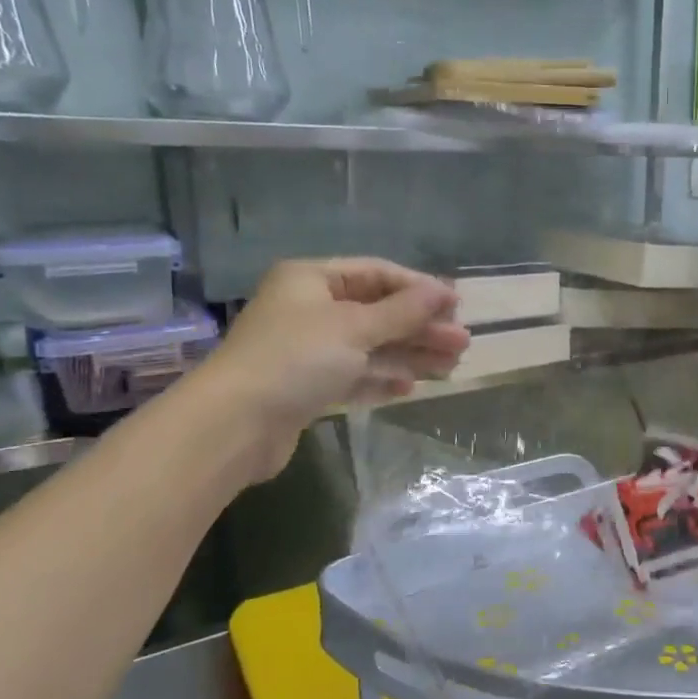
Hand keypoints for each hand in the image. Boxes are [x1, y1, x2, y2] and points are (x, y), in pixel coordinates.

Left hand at [190, 259, 468, 482]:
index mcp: (312, 280)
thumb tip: (444, 291)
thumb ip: (403, 310)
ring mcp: (307, 350)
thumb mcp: (355, 328)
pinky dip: (381, 378)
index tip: (456, 305)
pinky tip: (410, 387)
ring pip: (369, 346)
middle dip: (420, 327)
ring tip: (450, 367)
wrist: (235, 424)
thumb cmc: (297, 359)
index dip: (419, 288)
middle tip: (462, 343)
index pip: (376, 274)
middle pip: (377, 312)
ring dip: (409, 354)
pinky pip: (354, 375)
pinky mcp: (307, 387)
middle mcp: (309, 309)